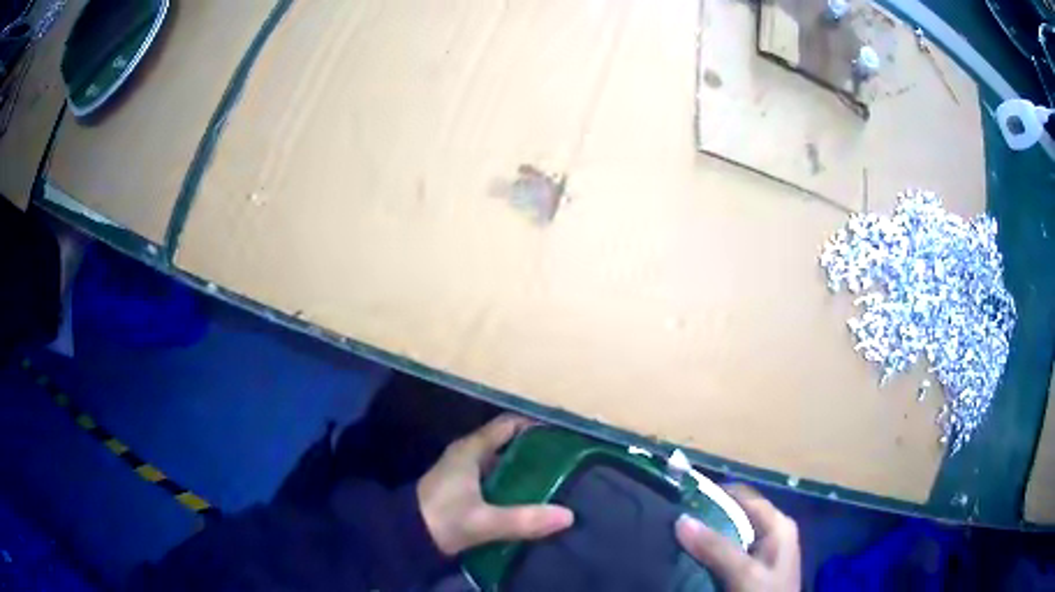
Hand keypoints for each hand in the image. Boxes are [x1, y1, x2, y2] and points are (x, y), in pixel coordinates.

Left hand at [417, 414, 574, 555]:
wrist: (404, 536)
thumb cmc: (441, 519)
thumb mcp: (484, 521)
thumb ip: (523, 519)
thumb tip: (568, 515)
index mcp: (470, 450)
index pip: (507, 425)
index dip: (535, 426)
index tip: (562, 435)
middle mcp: (467, 455)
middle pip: (506, 443)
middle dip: (534, 450)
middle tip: (566, 460)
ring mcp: (462, 472)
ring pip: (500, 462)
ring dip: (523, 468)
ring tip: (555, 478)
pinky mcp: (461, 489)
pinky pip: (493, 478)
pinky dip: (511, 482)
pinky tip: (528, 497)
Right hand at [675, 484, 800, 591]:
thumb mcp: (744, 573)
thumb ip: (716, 547)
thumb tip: (681, 519)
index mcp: (778, 524)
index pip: (744, 496)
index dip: (715, 493)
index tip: (682, 499)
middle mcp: (774, 531)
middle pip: (737, 515)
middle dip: (707, 518)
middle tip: (675, 523)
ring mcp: (766, 551)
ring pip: (731, 534)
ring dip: (707, 537)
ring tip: (678, 539)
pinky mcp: (756, 568)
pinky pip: (731, 552)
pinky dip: (713, 553)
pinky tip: (694, 559)